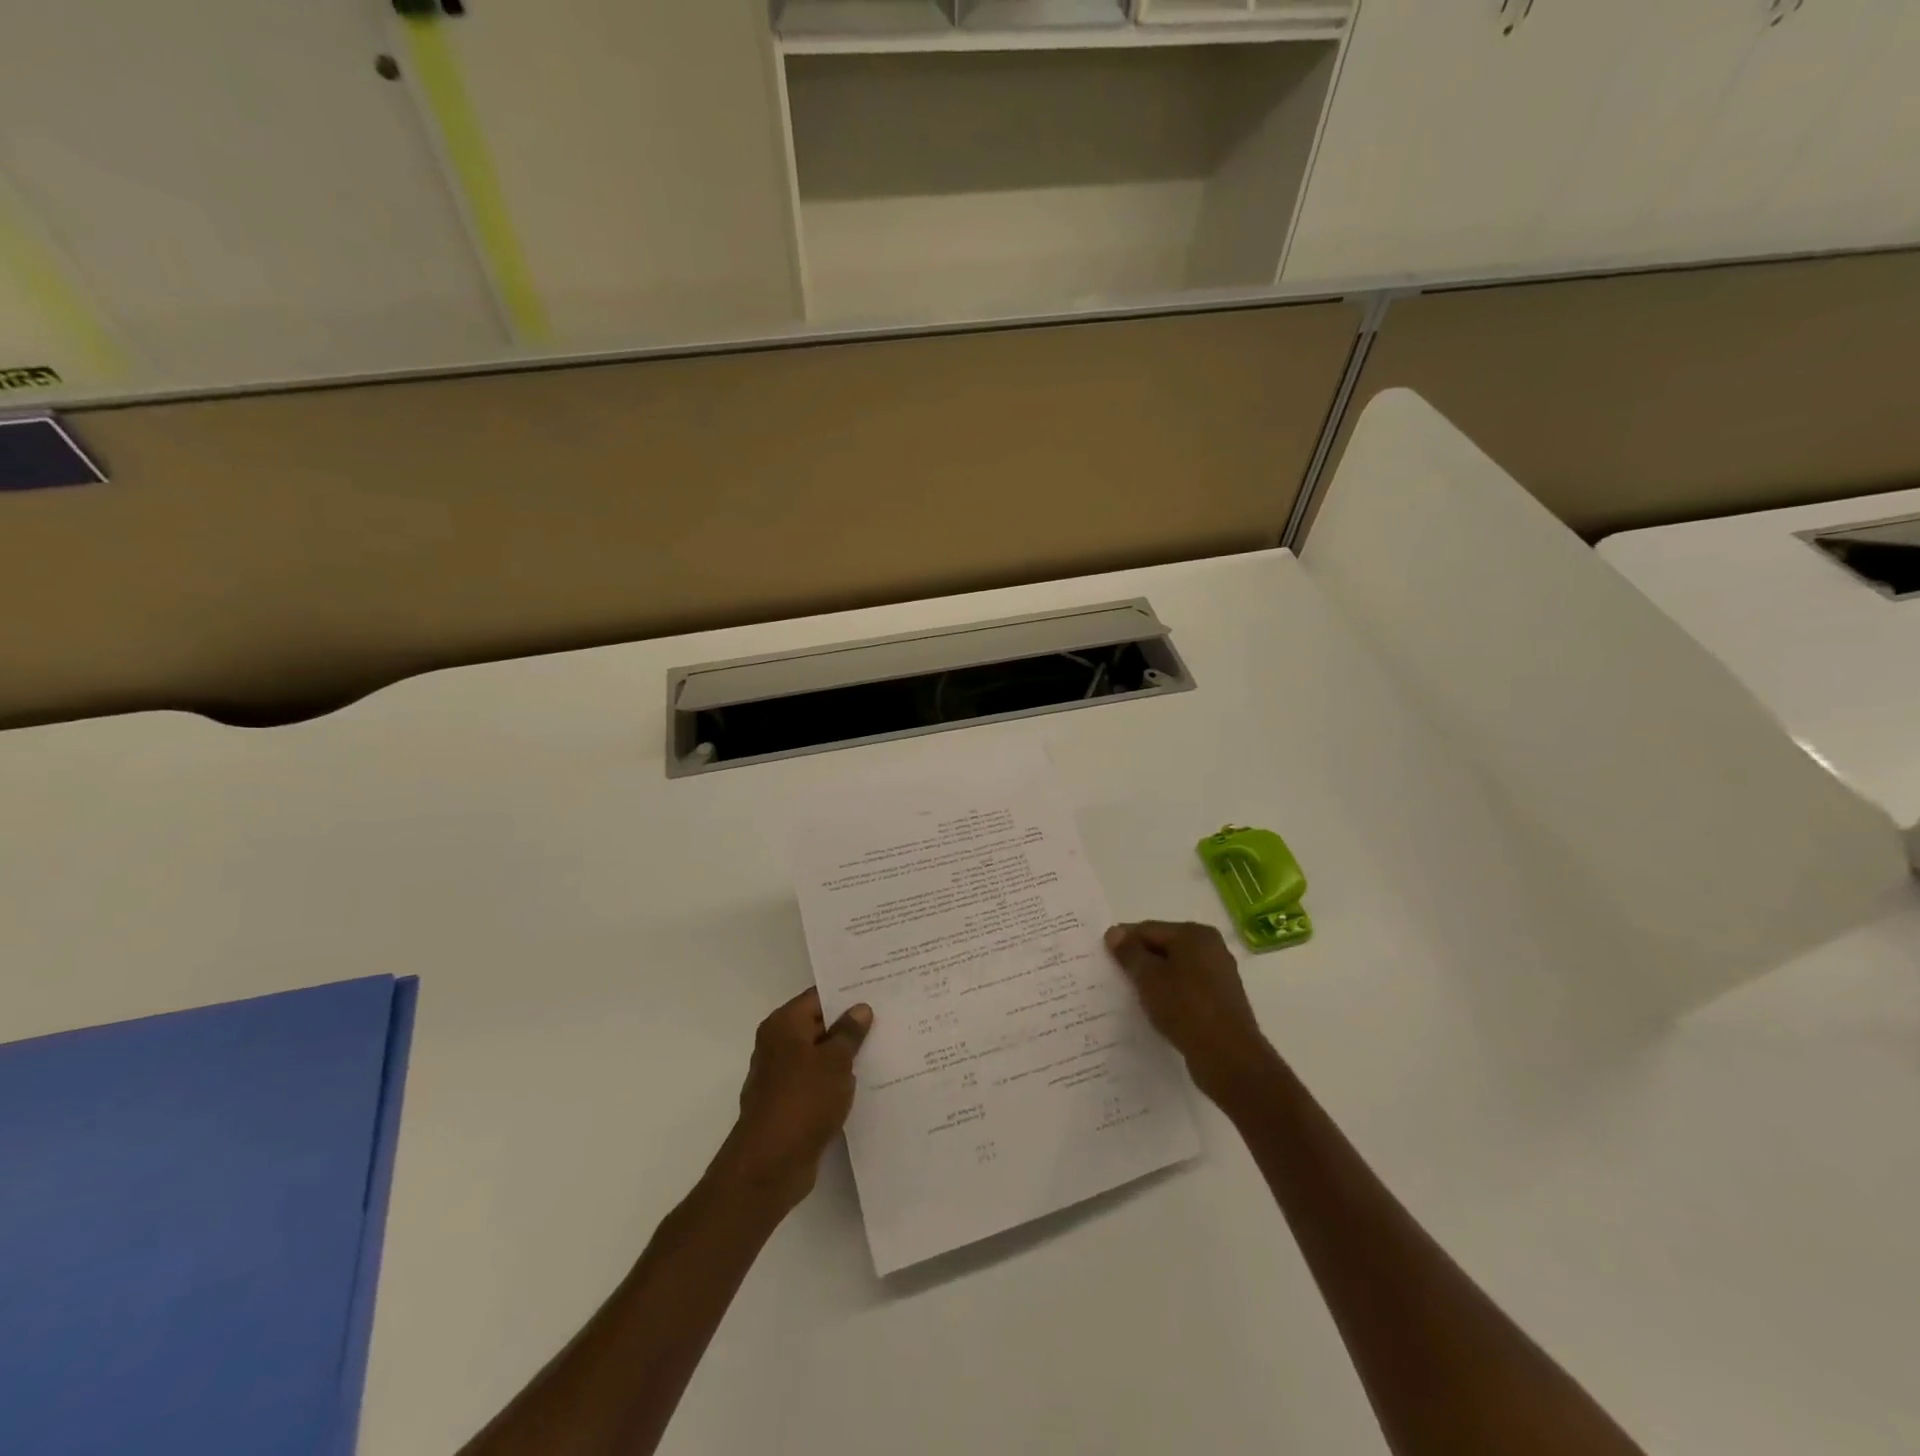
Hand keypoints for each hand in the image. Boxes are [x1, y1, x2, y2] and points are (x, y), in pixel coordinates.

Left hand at [714, 988, 872, 1212]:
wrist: (770, 1165)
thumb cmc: (803, 1101)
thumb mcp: (835, 1061)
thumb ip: (849, 1033)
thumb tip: (860, 1008)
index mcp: (784, 1025)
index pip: (818, 997)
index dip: (847, 994)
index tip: (878, 990)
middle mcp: (778, 1045)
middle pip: (818, 1025)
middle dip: (850, 1025)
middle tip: (889, 1017)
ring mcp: (781, 1077)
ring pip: (820, 1056)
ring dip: (845, 1056)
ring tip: (885, 1048)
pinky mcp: (789, 1105)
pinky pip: (818, 1083)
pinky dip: (837, 1082)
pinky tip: (866, 1083)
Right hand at [1105, 921, 1271, 1099]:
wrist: (1230, 1058)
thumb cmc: (1186, 1009)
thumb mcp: (1149, 978)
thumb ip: (1130, 953)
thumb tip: (1114, 932)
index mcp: (1195, 934)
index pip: (1148, 929)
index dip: (1124, 942)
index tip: (1104, 959)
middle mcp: (1211, 947)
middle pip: (1163, 946)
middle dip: (1139, 960)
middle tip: (1116, 978)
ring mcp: (1219, 974)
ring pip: (1175, 968)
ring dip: (1154, 979)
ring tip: (1134, 996)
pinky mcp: (1221, 999)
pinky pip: (1187, 987)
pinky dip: (1170, 993)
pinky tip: (1158, 1009)